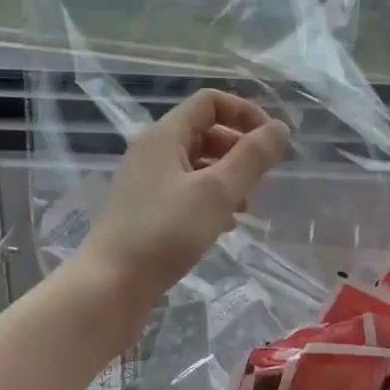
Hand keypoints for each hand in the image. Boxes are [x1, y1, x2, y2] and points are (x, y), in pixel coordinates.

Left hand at [78, 90, 290, 336]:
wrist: (108, 287)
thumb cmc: (165, 233)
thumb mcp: (218, 192)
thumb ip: (253, 157)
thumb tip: (281, 128)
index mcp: (166, 135)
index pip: (211, 102)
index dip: (246, 112)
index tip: (270, 141)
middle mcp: (153, 150)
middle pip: (206, 130)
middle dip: (240, 148)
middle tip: (261, 178)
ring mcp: (146, 180)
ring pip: (198, 162)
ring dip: (229, 176)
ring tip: (247, 206)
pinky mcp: (145, 209)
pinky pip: (186, 188)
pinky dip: (211, 197)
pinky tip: (225, 225)